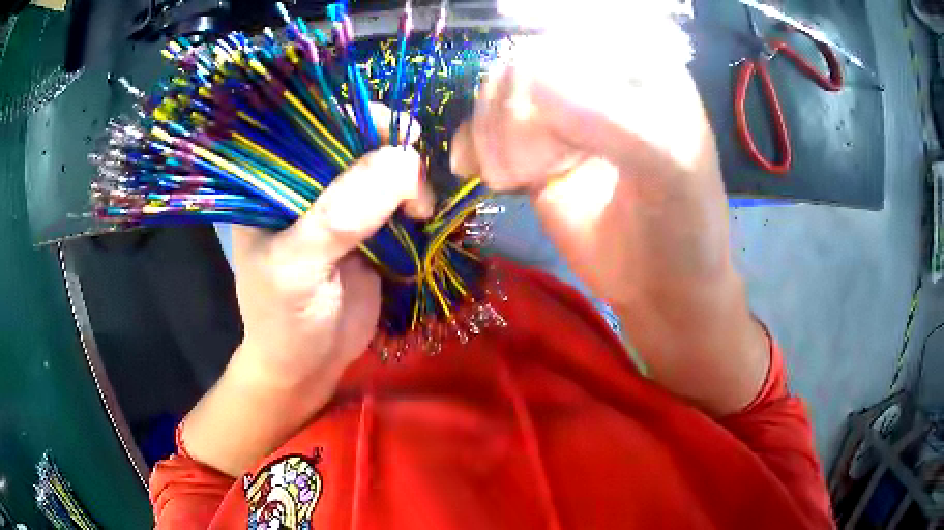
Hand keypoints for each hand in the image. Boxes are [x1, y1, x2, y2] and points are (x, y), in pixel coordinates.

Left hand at [231, 146, 432, 385]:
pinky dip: (418, 198)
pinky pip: (398, 196)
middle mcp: (305, 182)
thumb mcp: (297, 269)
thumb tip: (403, 161)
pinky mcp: (369, 224)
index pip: (311, 125)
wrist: (309, 365)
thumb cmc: (284, 320)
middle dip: (391, 149)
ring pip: (382, 165)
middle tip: (416, 181)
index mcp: (272, 181)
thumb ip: (339, 216)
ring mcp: (339, 202)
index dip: (354, 116)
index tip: (395, 130)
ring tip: (421, 209)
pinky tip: (426, 212)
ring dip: (410, 178)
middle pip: (354, 139)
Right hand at [451, 31, 768, 415]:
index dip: (542, 84)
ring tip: (509, 180)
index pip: (571, 42)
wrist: (663, 286)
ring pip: (498, 93)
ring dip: (490, 135)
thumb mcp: (671, 171)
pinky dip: (472, 144)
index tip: (546, 148)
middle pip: (524, 63)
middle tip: (521, 173)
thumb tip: (531, 85)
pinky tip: (473, 170)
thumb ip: (616, 123)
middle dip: (510, 117)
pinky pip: (488, 125)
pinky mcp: (538, 144)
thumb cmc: (684, 227)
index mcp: (641, 63)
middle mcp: (600, 75)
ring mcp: (566, 110)